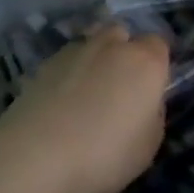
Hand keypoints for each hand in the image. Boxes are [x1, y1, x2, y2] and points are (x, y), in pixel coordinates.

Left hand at [0, 24, 169, 192]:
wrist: (34, 158)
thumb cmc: (105, 155)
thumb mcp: (148, 146)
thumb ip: (152, 114)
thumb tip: (144, 102)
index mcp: (145, 63)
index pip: (159, 45)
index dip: (157, 65)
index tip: (151, 89)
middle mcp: (111, 47)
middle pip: (122, 34)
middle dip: (124, 52)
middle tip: (120, 87)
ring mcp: (72, 52)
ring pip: (90, 44)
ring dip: (94, 60)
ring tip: (88, 94)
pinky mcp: (41, 66)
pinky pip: (65, 62)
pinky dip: (68, 74)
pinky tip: (61, 102)